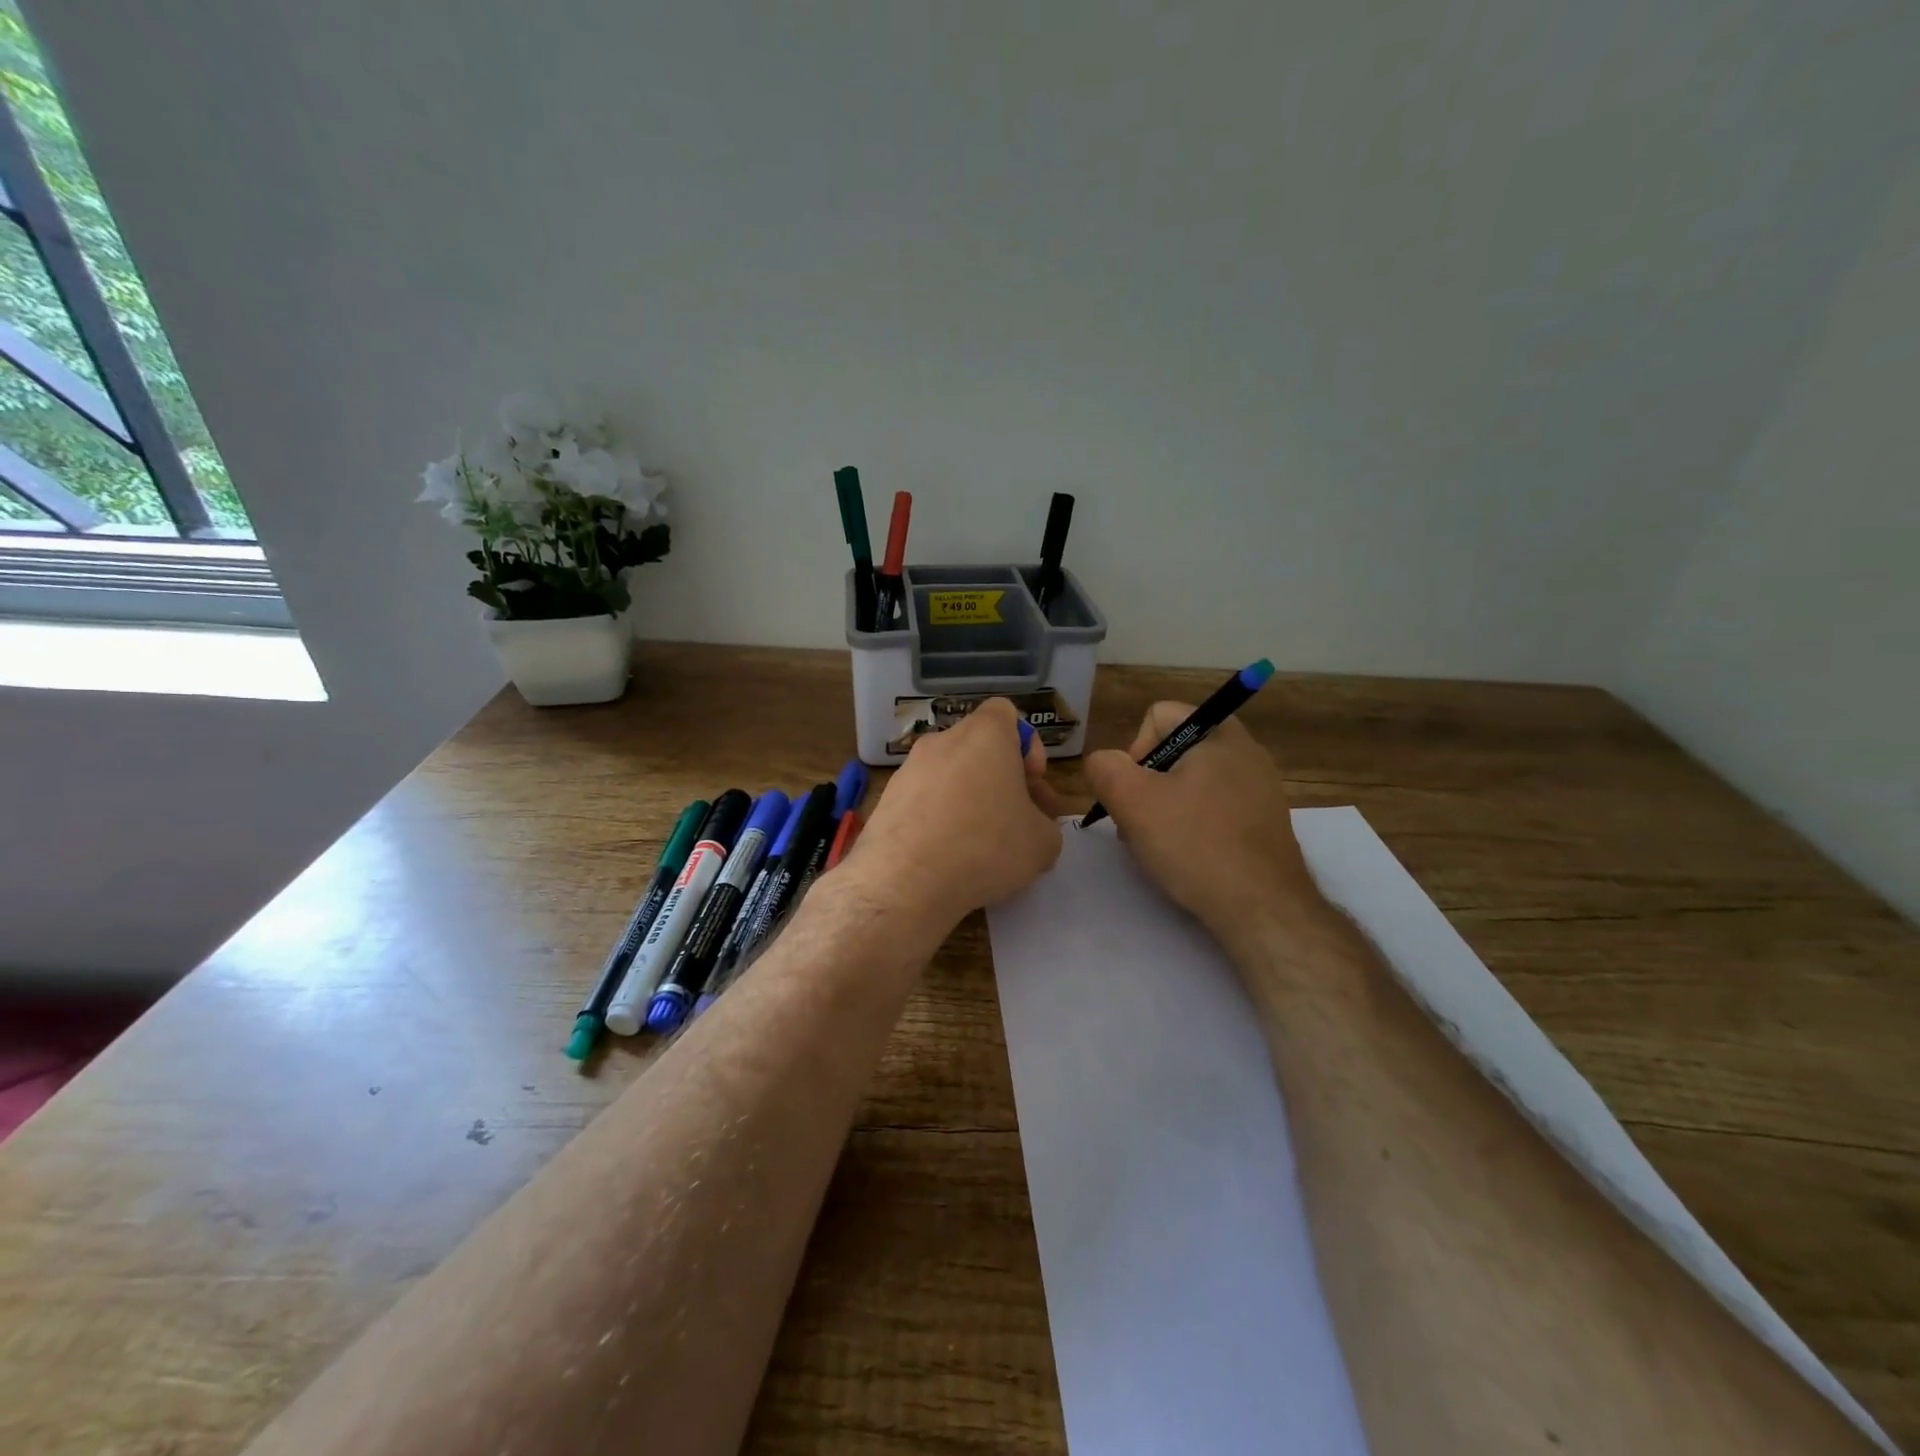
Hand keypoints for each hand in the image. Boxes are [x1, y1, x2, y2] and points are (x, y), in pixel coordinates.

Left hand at [842, 699, 1063, 943]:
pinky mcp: (886, 799)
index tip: (1032, 782)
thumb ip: (1044, 824)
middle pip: (978, 748)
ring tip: (982, 846)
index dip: (1026, 744)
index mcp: (984, 734)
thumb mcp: (1042, 842)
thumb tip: (1032, 828)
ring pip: (950, 775)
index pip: (1005, 712)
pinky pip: (924, 800)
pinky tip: (948, 855)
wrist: (905, 881)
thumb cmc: (986, 846)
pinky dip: (939, 818)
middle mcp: (942, 741)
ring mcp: (909, 769)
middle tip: (1016, 822)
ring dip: (969, 800)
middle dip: (1001, 779)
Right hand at [1084, 701, 1318, 935]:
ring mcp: (1260, 788)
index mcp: (1220, 733)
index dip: (1134, 751)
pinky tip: (1188, 858)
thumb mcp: (1132, 801)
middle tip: (1141, 824)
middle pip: (1172, 752)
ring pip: (1190, 784)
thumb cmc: (1195, 844)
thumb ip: (1105, 768)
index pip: (1157, 717)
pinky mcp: (1264, 822)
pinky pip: (1214, 809)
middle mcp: (1246, 751)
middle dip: (1147, 785)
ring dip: (1166, 809)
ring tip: (1161, 846)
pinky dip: (1193, 827)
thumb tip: (1103, 762)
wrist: (1262, 908)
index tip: (1135, 793)